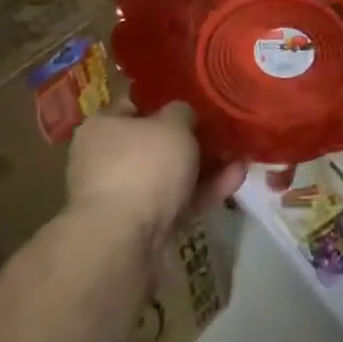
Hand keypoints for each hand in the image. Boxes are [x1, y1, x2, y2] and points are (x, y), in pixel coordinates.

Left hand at [67, 103, 246, 251]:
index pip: (134, 105)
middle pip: (154, 143)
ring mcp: (123, 195)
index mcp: (103, 127)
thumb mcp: (173, 124)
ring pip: (169, 174)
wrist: (123, 240)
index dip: (166, 102)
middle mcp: (105, 159)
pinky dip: (204, 190)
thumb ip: (182, 112)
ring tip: (240, 156)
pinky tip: (236, 178)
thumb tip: (182, 115)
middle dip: (191, 140)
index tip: (196, 102)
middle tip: (222, 132)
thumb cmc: (143, 166)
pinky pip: (177, 200)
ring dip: (205, 167)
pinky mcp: (140, 225)